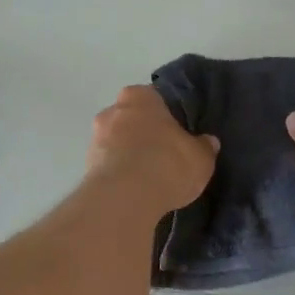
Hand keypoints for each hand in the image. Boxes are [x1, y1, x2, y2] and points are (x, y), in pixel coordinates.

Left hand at [85, 86, 218, 213]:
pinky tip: (135, 192)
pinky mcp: (86, 167)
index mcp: (139, 96)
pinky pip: (109, 166)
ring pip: (117, 143)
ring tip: (149, 178)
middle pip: (132, 119)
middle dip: (144, 134)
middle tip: (164, 154)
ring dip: (129, 155)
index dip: (166, 116)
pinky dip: (120, 175)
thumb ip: (204, 146)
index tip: (176, 132)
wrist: (125, 199)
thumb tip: (208, 142)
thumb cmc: (166, 163)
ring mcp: (95, 139)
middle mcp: (112, 110)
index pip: (154, 99)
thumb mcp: (200, 157)